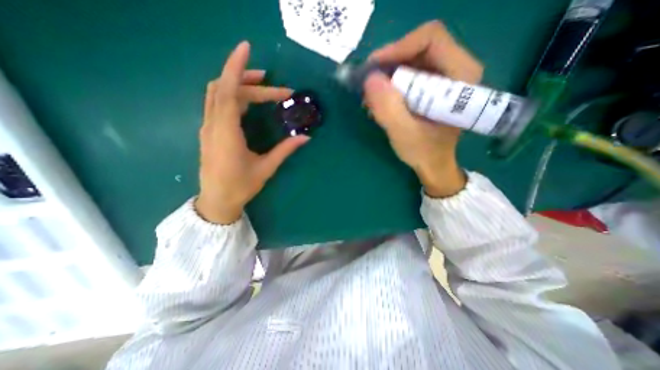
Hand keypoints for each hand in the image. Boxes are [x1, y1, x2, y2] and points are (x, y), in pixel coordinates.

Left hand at [196, 41, 309, 222]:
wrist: (217, 200)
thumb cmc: (241, 186)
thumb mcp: (266, 168)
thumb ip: (285, 150)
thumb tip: (306, 138)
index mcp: (226, 133)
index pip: (228, 91)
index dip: (236, 68)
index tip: (247, 48)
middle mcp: (213, 124)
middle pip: (226, 89)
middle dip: (252, 82)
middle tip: (279, 90)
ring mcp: (209, 127)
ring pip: (219, 94)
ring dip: (240, 85)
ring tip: (264, 86)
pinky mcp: (210, 131)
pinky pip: (218, 104)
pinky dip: (233, 95)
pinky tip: (250, 102)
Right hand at [364, 21, 482, 195]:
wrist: (434, 164)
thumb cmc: (424, 152)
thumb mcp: (403, 133)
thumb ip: (387, 107)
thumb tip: (369, 79)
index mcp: (461, 76)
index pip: (430, 38)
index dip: (398, 48)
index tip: (373, 68)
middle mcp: (456, 69)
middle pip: (417, 47)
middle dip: (388, 65)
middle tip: (368, 85)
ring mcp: (444, 77)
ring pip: (410, 61)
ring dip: (387, 77)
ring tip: (371, 99)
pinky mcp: (432, 86)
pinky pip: (408, 74)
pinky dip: (391, 85)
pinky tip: (380, 102)